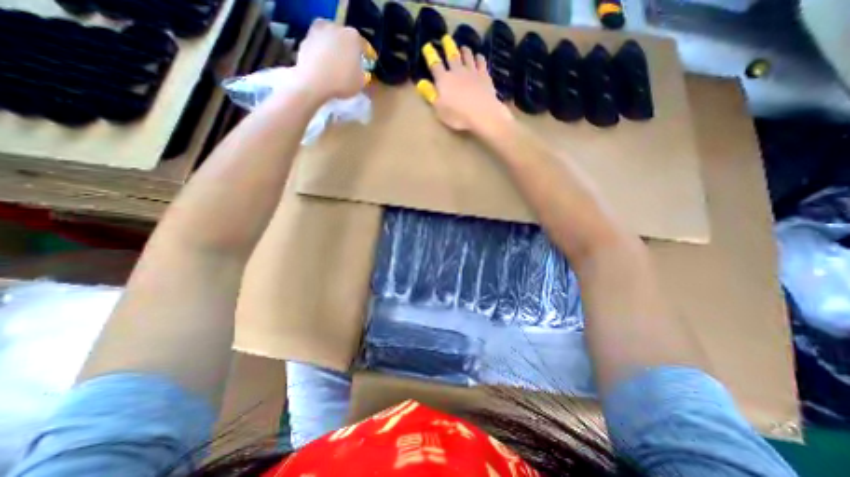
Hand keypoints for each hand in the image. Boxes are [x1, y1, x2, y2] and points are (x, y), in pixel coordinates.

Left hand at [292, 20, 375, 101]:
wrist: (313, 82)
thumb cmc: (342, 82)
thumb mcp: (361, 83)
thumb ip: (363, 74)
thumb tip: (360, 72)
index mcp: (353, 37)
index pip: (363, 46)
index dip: (366, 56)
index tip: (367, 65)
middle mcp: (336, 28)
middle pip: (345, 39)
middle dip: (348, 50)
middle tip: (350, 65)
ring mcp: (319, 31)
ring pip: (331, 40)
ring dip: (334, 50)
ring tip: (335, 66)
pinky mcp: (306, 38)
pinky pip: (319, 46)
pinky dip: (322, 54)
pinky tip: (323, 67)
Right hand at [417, 34, 510, 136]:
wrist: (482, 113)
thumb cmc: (458, 115)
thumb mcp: (439, 110)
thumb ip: (431, 95)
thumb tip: (421, 83)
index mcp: (444, 80)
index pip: (435, 65)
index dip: (430, 55)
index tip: (427, 47)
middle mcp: (457, 72)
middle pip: (452, 55)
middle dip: (448, 46)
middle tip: (446, 38)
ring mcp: (472, 72)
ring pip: (467, 56)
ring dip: (464, 51)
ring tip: (463, 47)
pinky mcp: (484, 75)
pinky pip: (481, 62)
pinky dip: (479, 58)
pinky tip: (479, 57)